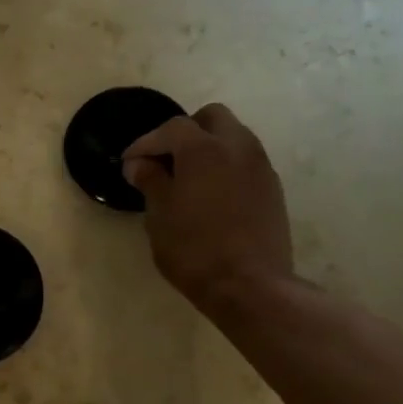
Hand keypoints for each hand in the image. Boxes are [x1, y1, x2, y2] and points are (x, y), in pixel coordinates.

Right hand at [122, 103, 295, 321]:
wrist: (250, 285)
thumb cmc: (194, 249)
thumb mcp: (159, 215)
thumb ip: (150, 181)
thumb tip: (139, 164)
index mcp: (204, 149)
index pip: (170, 129)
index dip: (145, 143)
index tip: (129, 163)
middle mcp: (237, 147)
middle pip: (211, 118)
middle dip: (185, 132)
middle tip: (165, 161)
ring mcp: (260, 166)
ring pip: (233, 137)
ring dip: (208, 148)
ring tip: (187, 178)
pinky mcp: (273, 188)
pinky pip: (245, 161)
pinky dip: (225, 166)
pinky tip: (210, 195)